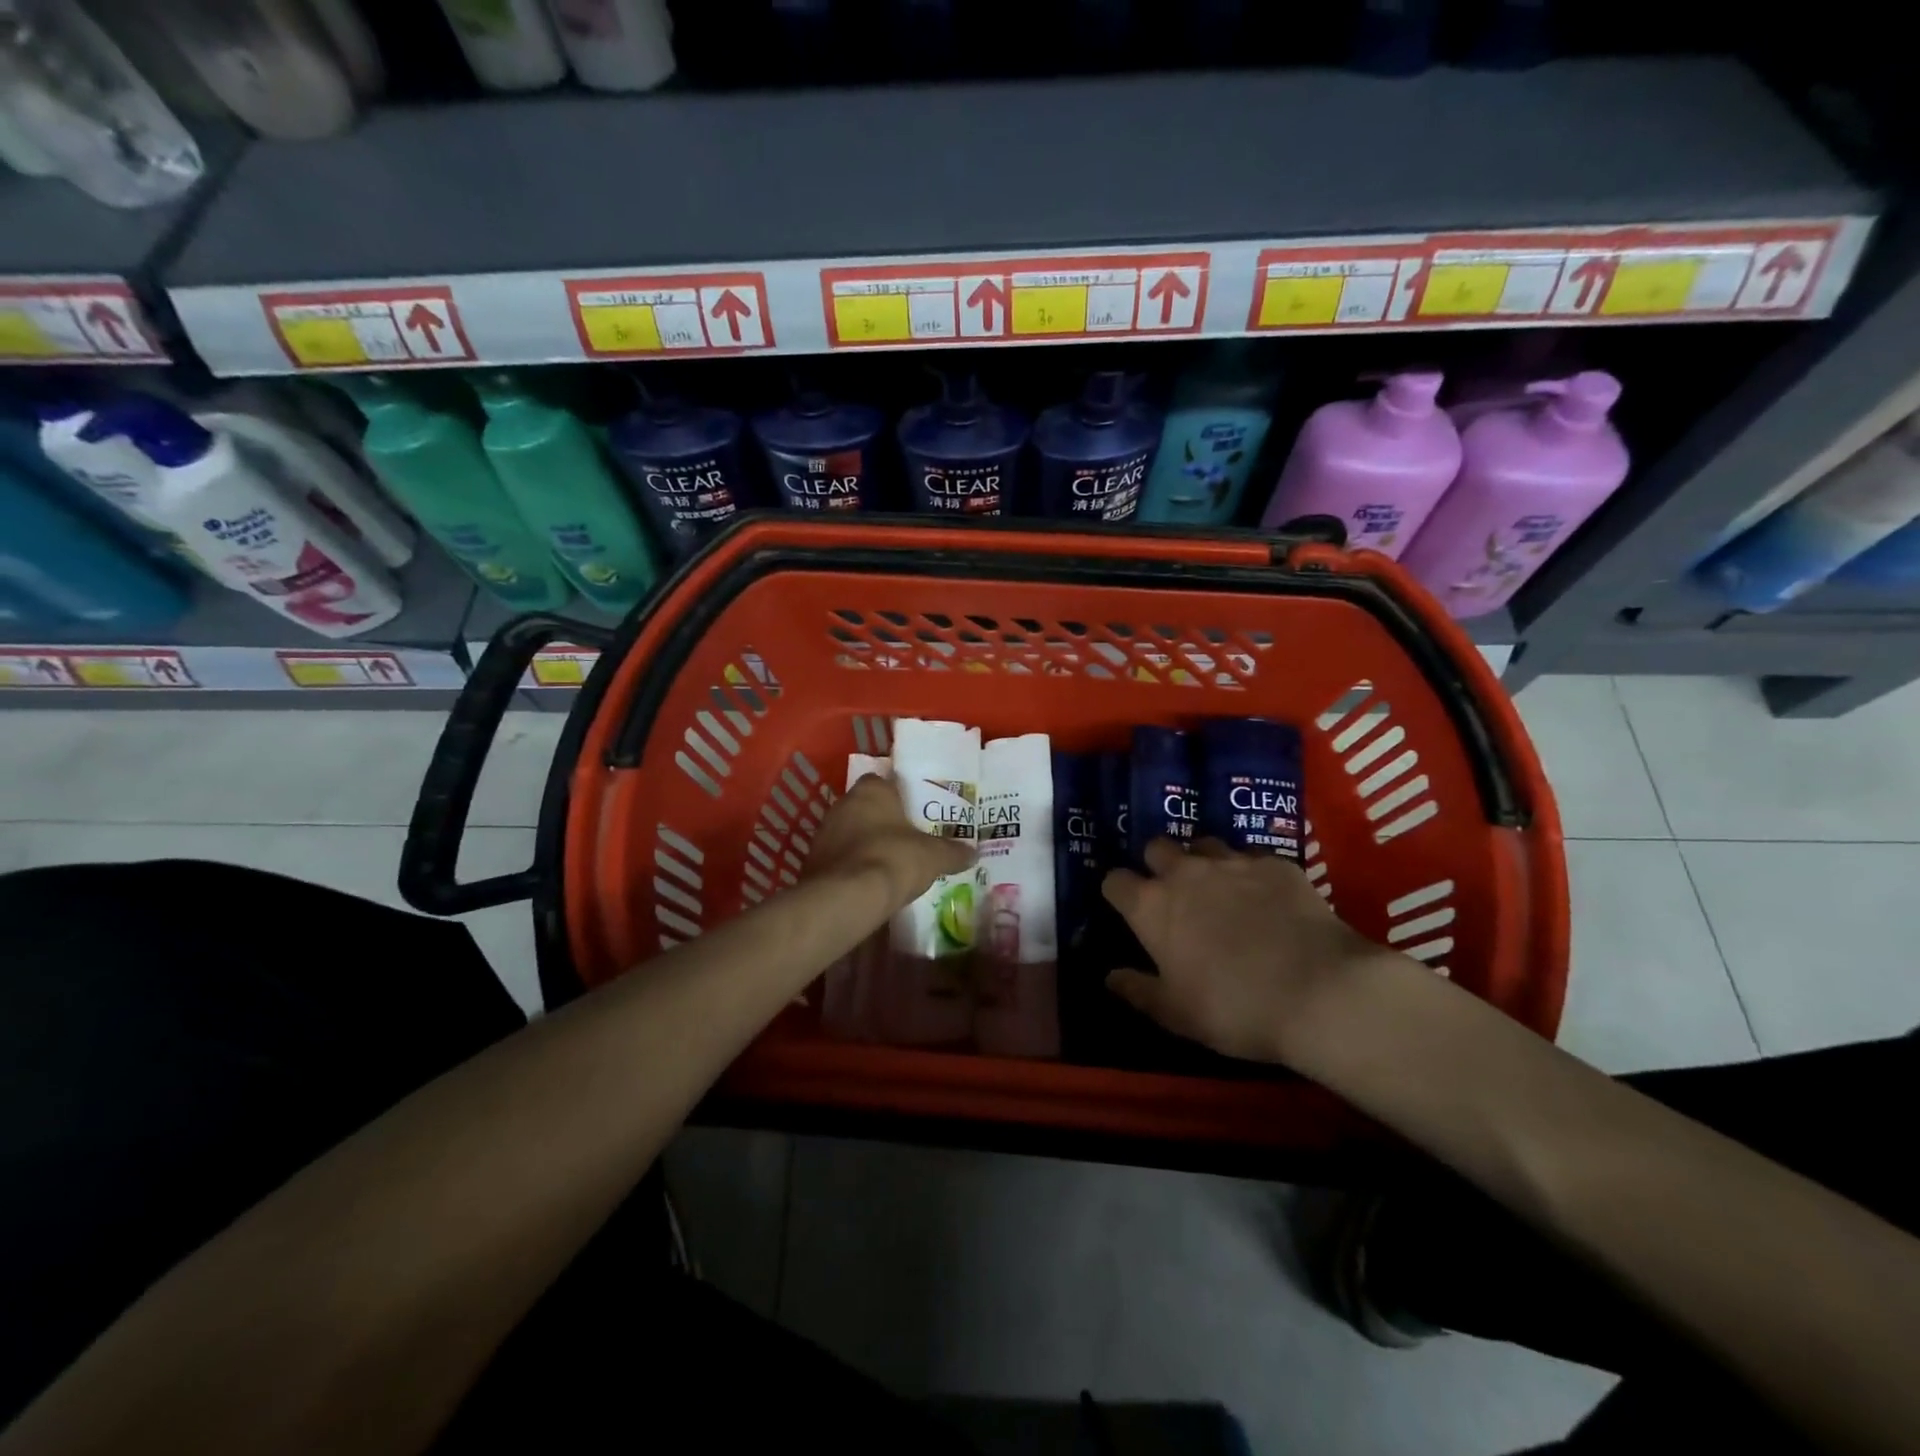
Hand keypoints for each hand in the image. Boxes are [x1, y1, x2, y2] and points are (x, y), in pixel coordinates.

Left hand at [804, 773, 974, 916]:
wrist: (847, 897)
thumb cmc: (894, 859)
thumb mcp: (934, 856)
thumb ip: (953, 852)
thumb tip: (973, 852)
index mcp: (871, 790)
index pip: (885, 781)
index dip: (901, 796)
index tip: (915, 812)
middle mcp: (842, 804)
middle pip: (866, 808)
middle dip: (884, 822)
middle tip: (906, 839)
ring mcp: (824, 833)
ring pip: (850, 833)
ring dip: (865, 845)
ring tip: (889, 864)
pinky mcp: (813, 862)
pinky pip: (839, 859)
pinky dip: (852, 867)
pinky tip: (869, 883)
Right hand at [1102, 838, 1403, 1063]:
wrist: (1321, 991)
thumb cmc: (1235, 1008)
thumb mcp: (1177, 1014)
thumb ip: (1138, 991)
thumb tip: (1110, 977)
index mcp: (1151, 906)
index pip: (1114, 881)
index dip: (1118, 893)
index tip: (1127, 909)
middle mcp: (1185, 873)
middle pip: (1156, 847)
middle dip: (1157, 864)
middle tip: (1172, 893)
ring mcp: (1232, 862)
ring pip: (1203, 843)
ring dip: (1202, 861)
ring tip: (1218, 887)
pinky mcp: (1275, 863)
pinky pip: (1251, 855)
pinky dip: (1249, 871)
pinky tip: (1265, 895)